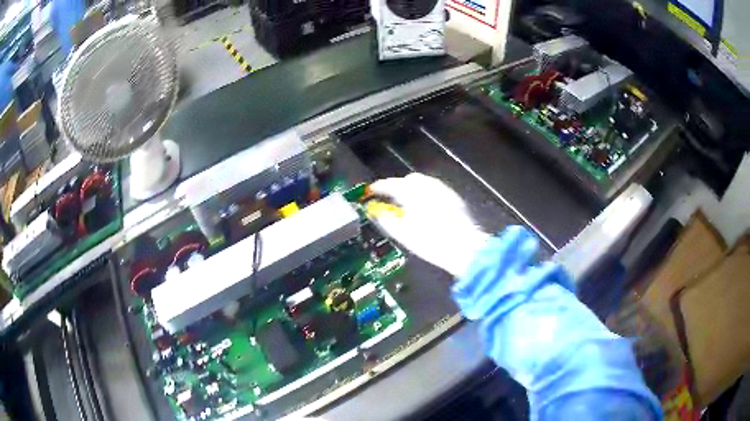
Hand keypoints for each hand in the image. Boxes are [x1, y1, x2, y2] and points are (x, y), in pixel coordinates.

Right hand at [368, 173, 490, 277]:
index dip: (379, 187)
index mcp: (413, 193)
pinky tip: (425, 207)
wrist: (465, 249)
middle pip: (409, 179)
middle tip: (390, 198)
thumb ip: (387, 220)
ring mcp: (444, 190)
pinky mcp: (454, 198)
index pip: (391, 184)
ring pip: (424, 183)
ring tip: (406, 204)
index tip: (371, 191)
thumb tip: (375, 212)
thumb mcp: (403, 234)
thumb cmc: (431, 243)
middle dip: (398, 186)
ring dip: (413, 189)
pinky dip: (426, 194)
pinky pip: (435, 189)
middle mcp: (429, 186)